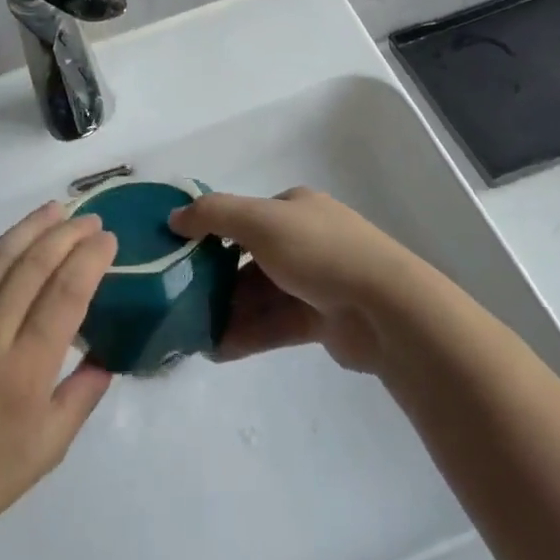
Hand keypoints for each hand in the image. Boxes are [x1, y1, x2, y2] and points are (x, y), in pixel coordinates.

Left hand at [0, 203, 117, 557]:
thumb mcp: (46, 450)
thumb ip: (82, 396)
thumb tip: (106, 356)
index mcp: (23, 373)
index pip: (64, 295)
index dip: (89, 259)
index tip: (107, 239)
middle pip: (32, 266)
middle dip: (66, 234)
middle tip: (90, 219)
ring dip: (29, 229)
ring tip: (54, 210)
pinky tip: (15, 253)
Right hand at [168, 188, 420, 372]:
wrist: (385, 307)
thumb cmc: (319, 251)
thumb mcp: (260, 221)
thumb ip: (213, 215)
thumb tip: (174, 217)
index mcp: (295, 209)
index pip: (246, 216)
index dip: (212, 233)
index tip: (180, 255)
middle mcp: (305, 240)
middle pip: (250, 259)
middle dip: (216, 280)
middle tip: (181, 301)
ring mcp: (316, 281)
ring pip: (261, 295)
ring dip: (228, 312)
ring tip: (192, 334)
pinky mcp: (322, 320)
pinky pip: (275, 325)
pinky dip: (247, 335)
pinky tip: (217, 351)